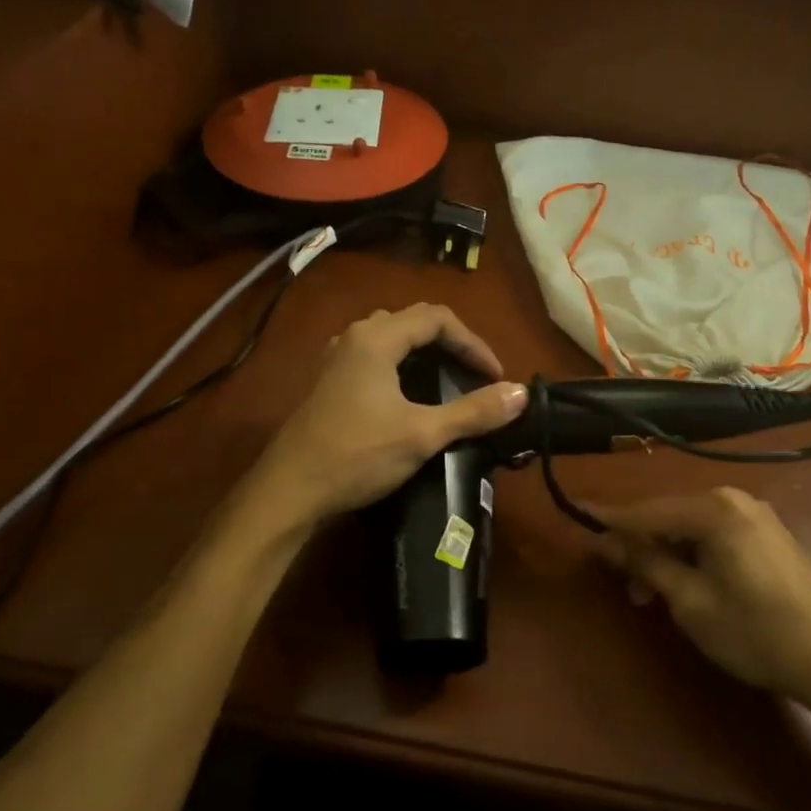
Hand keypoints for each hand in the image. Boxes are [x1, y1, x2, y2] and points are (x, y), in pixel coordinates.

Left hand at [253, 304, 528, 526]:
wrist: (290, 491)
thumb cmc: (357, 455)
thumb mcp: (422, 434)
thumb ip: (473, 412)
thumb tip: (520, 393)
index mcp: (376, 338)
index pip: (437, 318)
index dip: (473, 342)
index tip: (494, 376)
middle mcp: (354, 337)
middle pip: (413, 322)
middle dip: (450, 344)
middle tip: (474, 375)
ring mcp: (337, 360)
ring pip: (391, 339)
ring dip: (424, 354)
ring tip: (448, 381)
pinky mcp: (329, 383)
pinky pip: (374, 358)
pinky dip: (401, 367)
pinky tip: (409, 397)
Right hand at [595, 487, 810, 727]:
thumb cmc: (754, 631)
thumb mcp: (689, 600)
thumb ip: (645, 562)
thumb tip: (605, 539)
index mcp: (714, 509)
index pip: (647, 510)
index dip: (610, 518)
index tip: (576, 513)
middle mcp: (734, 501)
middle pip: (669, 516)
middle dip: (640, 546)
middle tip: (622, 584)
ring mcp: (755, 517)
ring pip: (690, 528)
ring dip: (664, 555)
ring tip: (650, 595)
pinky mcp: (767, 537)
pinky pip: (713, 536)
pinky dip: (691, 556)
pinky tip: (683, 585)